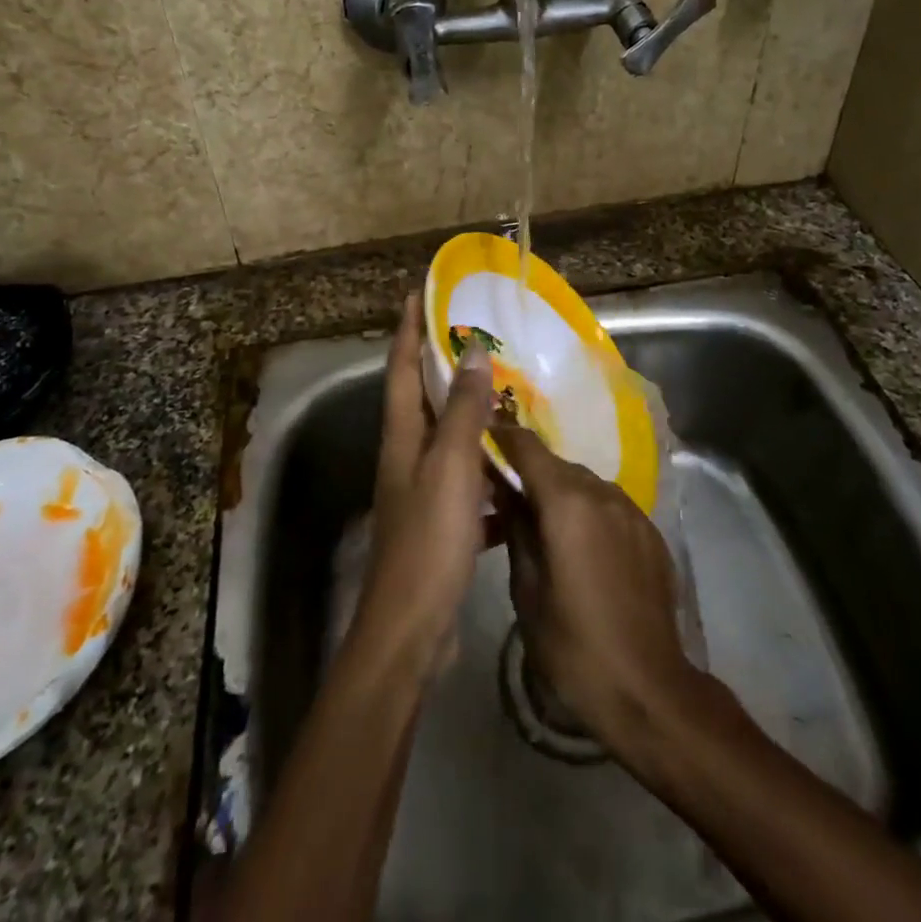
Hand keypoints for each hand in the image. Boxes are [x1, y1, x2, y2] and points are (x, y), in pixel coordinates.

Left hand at [350, 294, 495, 674]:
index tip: (421, 292)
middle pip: (423, 396)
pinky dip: (490, 465)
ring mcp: (423, 489)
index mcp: (402, 435)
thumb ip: (463, 409)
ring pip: (449, 437)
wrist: (412, 629)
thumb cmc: (428, 539)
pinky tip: (518, 466)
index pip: (403, 366)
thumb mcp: (450, 466)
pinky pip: (469, 479)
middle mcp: (407, 455)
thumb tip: (471, 350)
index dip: (410, 327)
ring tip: (507, 391)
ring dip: (472, 412)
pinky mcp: (442, 521)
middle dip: (444, 362)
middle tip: (479, 335)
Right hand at [491, 424, 698, 755]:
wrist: (649, 690)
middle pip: (556, 465)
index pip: (527, 446)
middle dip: (529, 475)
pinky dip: (589, 513)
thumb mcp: (527, 591)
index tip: (480, 443)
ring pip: (584, 484)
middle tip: (506, 501)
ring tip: (544, 529)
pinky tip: (582, 549)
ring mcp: (632, 510)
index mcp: (567, 503)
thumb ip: (515, 530)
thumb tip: (504, 492)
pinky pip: (609, 506)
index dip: (501, 438)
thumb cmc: (574, 646)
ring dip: (560, 494)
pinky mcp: (650, 531)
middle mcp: (602, 492)